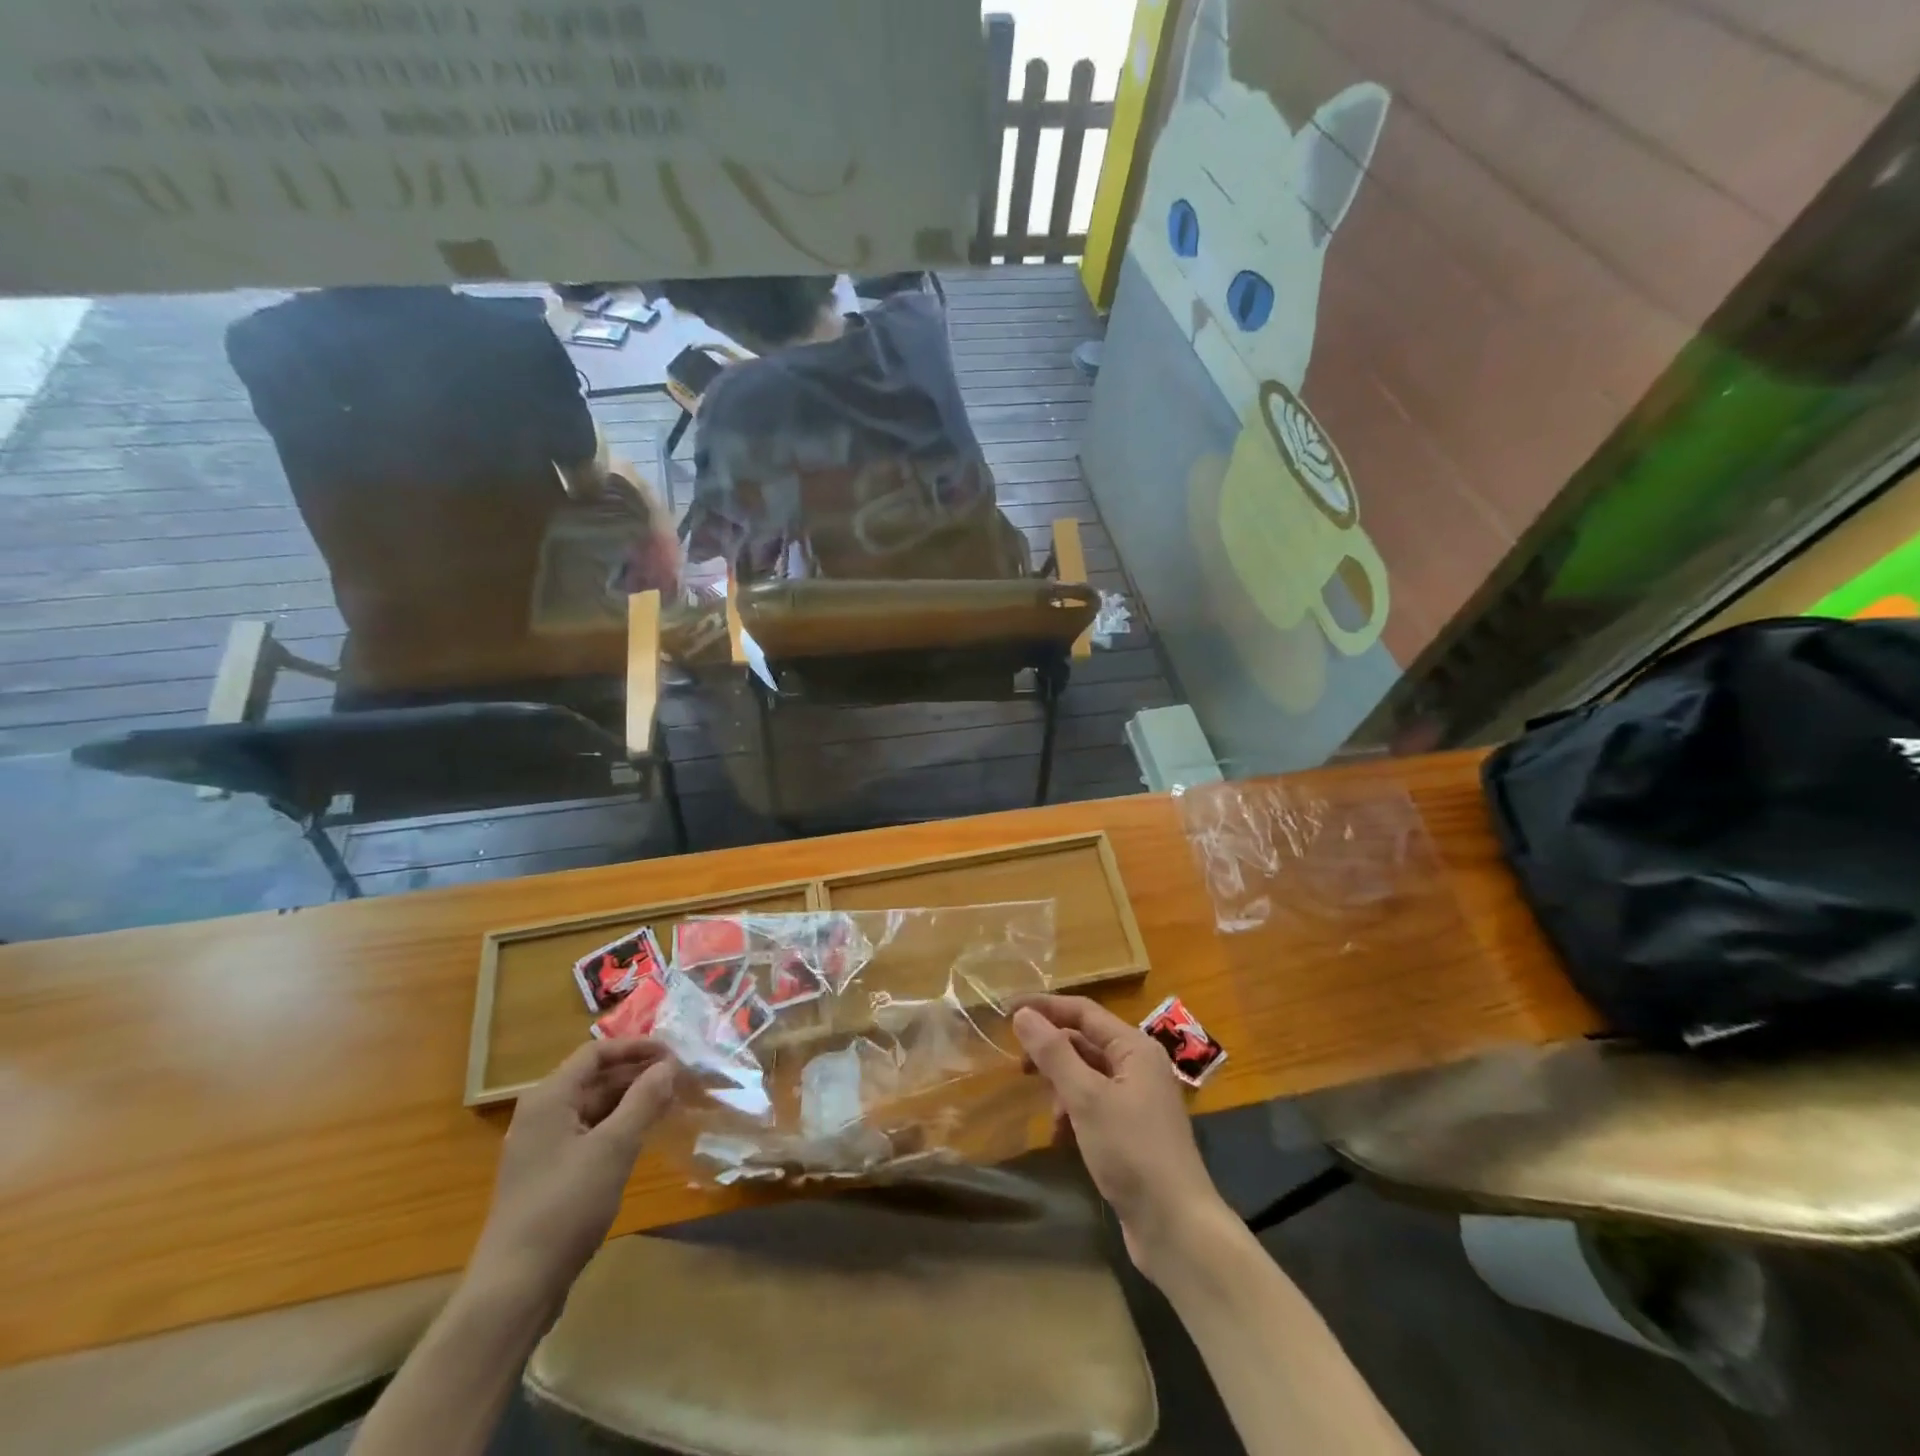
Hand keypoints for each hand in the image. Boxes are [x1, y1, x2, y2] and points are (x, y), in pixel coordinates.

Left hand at [470, 1038, 678, 1307]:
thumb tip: (668, 1065)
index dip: (637, 1048)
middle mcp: (542, 1115)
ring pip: (595, 1108)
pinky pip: (590, 1134)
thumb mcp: (613, 1148)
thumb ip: (643, 1101)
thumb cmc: (565, 1206)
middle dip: (638, 1074)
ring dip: (632, 1101)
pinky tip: (645, 1137)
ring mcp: (543, 1148)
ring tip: (671, 1103)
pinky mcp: (549, 1176)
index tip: (675, 1054)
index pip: (596, 1053)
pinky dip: (619, 1128)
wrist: (515, 1288)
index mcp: (549, 1099)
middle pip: (595, 1078)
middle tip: (681, 1079)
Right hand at [1012, 996, 1234, 1282]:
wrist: (1176, 1228)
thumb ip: (1053, 1053)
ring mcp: (1137, 1100)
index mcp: (1135, 1048)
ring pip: (1087, 1076)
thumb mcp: (1086, 1098)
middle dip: (1052, 1054)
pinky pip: (1094, 1106)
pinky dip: (1074, 1115)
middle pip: (1085, 1042)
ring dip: (1062, 1089)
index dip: (1045, 1007)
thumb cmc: (1132, 1152)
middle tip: (1019, 1068)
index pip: (1083, 1011)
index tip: (1006, 1010)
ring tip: (1049, 1117)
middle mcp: (1139, 1066)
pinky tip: (1061, 1139)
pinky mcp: (1132, 1132)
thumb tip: (1023, 1015)